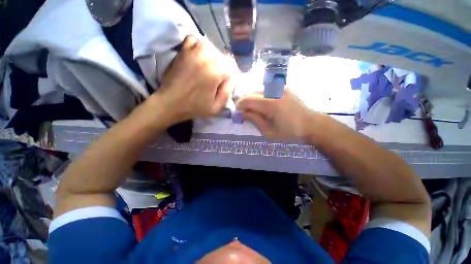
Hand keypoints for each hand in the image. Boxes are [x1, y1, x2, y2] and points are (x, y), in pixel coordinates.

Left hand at [153, 35, 234, 123]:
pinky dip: (198, 47)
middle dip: (222, 68)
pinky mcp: (183, 51)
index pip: (231, 68)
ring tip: (209, 69)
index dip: (229, 78)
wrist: (170, 102)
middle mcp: (206, 58)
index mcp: (215, 73)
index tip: (224, 85)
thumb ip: (227, 93)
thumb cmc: (194, 107)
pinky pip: (194, 40)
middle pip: (222, 57)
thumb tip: (231, 81)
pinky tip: (198, 57)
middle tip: (217, 79)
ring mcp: (193, 52)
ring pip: (211, 48)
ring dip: (213, 58)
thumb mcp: (216, 108)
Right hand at [236, 89, 318, 139]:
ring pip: (258, 90)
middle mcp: (274, 91)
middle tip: (243, 111)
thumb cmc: (290, 133)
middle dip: (244, 101)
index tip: (237, 112)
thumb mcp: (269, 132)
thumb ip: (254, 120)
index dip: (240, 105)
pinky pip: (266, 90)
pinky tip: (262, 105)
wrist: (312, 125)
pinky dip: (260, 96)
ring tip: (252, 109)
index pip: (248, 100)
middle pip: (252, 92)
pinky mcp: (284, 89)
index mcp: (270, 104)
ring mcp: (280, 88)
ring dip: (252, 98)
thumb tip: (242, 113)